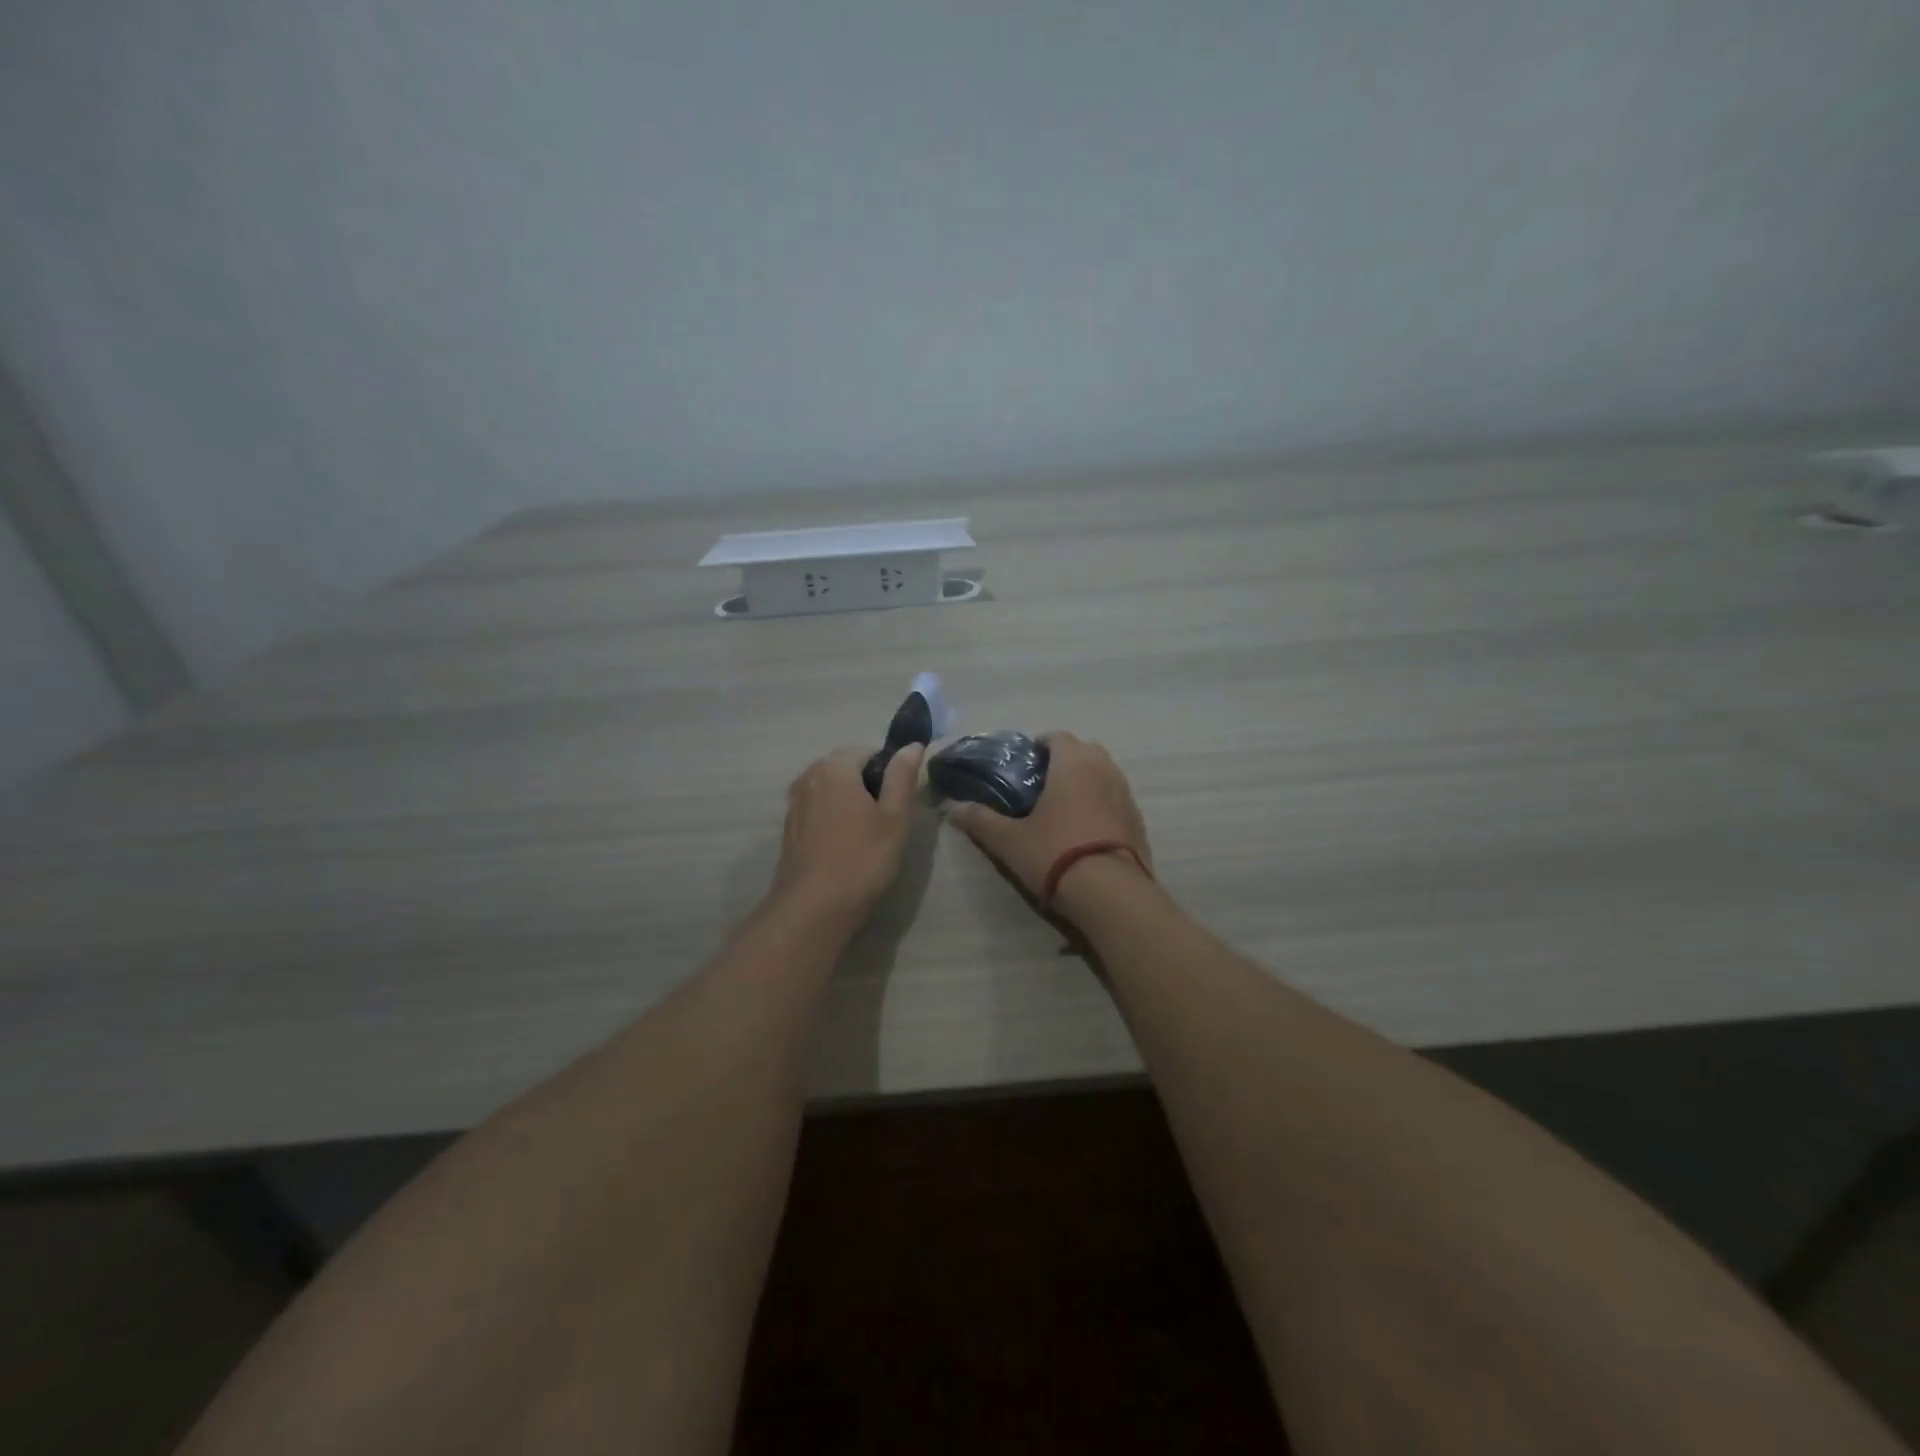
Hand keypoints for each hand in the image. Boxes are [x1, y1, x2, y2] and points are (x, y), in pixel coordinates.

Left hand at [770, 745, 923, 920]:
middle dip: (869, 787)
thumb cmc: (861, 859)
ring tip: (869, 836)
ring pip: (832, 791)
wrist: (813, 909)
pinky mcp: (790, 829)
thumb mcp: (894, 817)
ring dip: (851, 804)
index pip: (868, 752)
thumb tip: (912, 745)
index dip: (889, 772)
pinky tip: (846, 848)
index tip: (900, 801)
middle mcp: (809, 777)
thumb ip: (902, 776)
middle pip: (847, 769)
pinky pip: (819, 811)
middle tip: (888, 821)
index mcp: (834, 767)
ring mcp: (794, 803)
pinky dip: (834, 820)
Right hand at [944, 733, 1150, 909]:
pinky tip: (1086, 831)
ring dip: (1086, 781)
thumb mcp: (1009, 841)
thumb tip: (951, 808)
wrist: (1111, 894)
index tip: (1024, 764)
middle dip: (1065, 761)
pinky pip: (1116, 800)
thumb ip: (980, 821)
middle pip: (1084, 751)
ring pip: (1104, 774)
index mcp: (1072, 764)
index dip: (1039, 746)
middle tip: (1041, 785)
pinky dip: (1102, 804)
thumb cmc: (1056, 855)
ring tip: (1063, 808)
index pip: (1057, 737)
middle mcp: (1104, 769)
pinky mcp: (1139, 821)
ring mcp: (1126, 795)